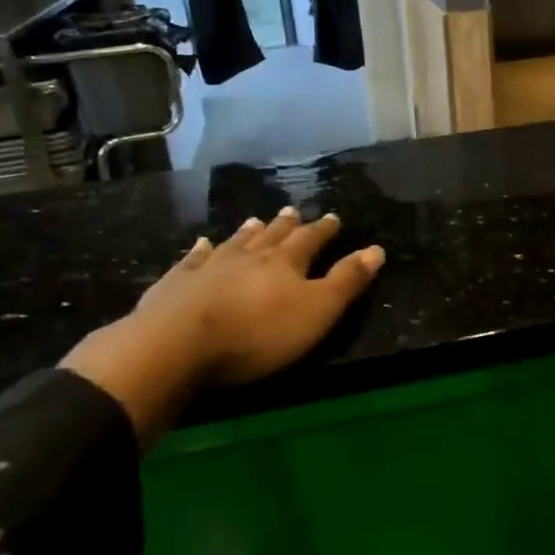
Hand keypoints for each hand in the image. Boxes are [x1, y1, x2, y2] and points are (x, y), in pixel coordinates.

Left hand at [63, 209, 384, 441]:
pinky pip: (193, 259)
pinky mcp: (177, 283)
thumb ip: (347, 281)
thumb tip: (376, 249)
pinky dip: (200, 250)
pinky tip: (202, 243)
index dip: (324, 230)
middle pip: (272, 236)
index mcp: (286, 263)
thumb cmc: (258, 333)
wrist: (178, 345)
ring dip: (249, 232)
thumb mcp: (316, 311)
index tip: (333, 217)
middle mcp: (249, 256)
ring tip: (256, 220)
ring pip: (235, 243)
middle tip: (293, 210)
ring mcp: (210, 267)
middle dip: (286, 225)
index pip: (311, 240)